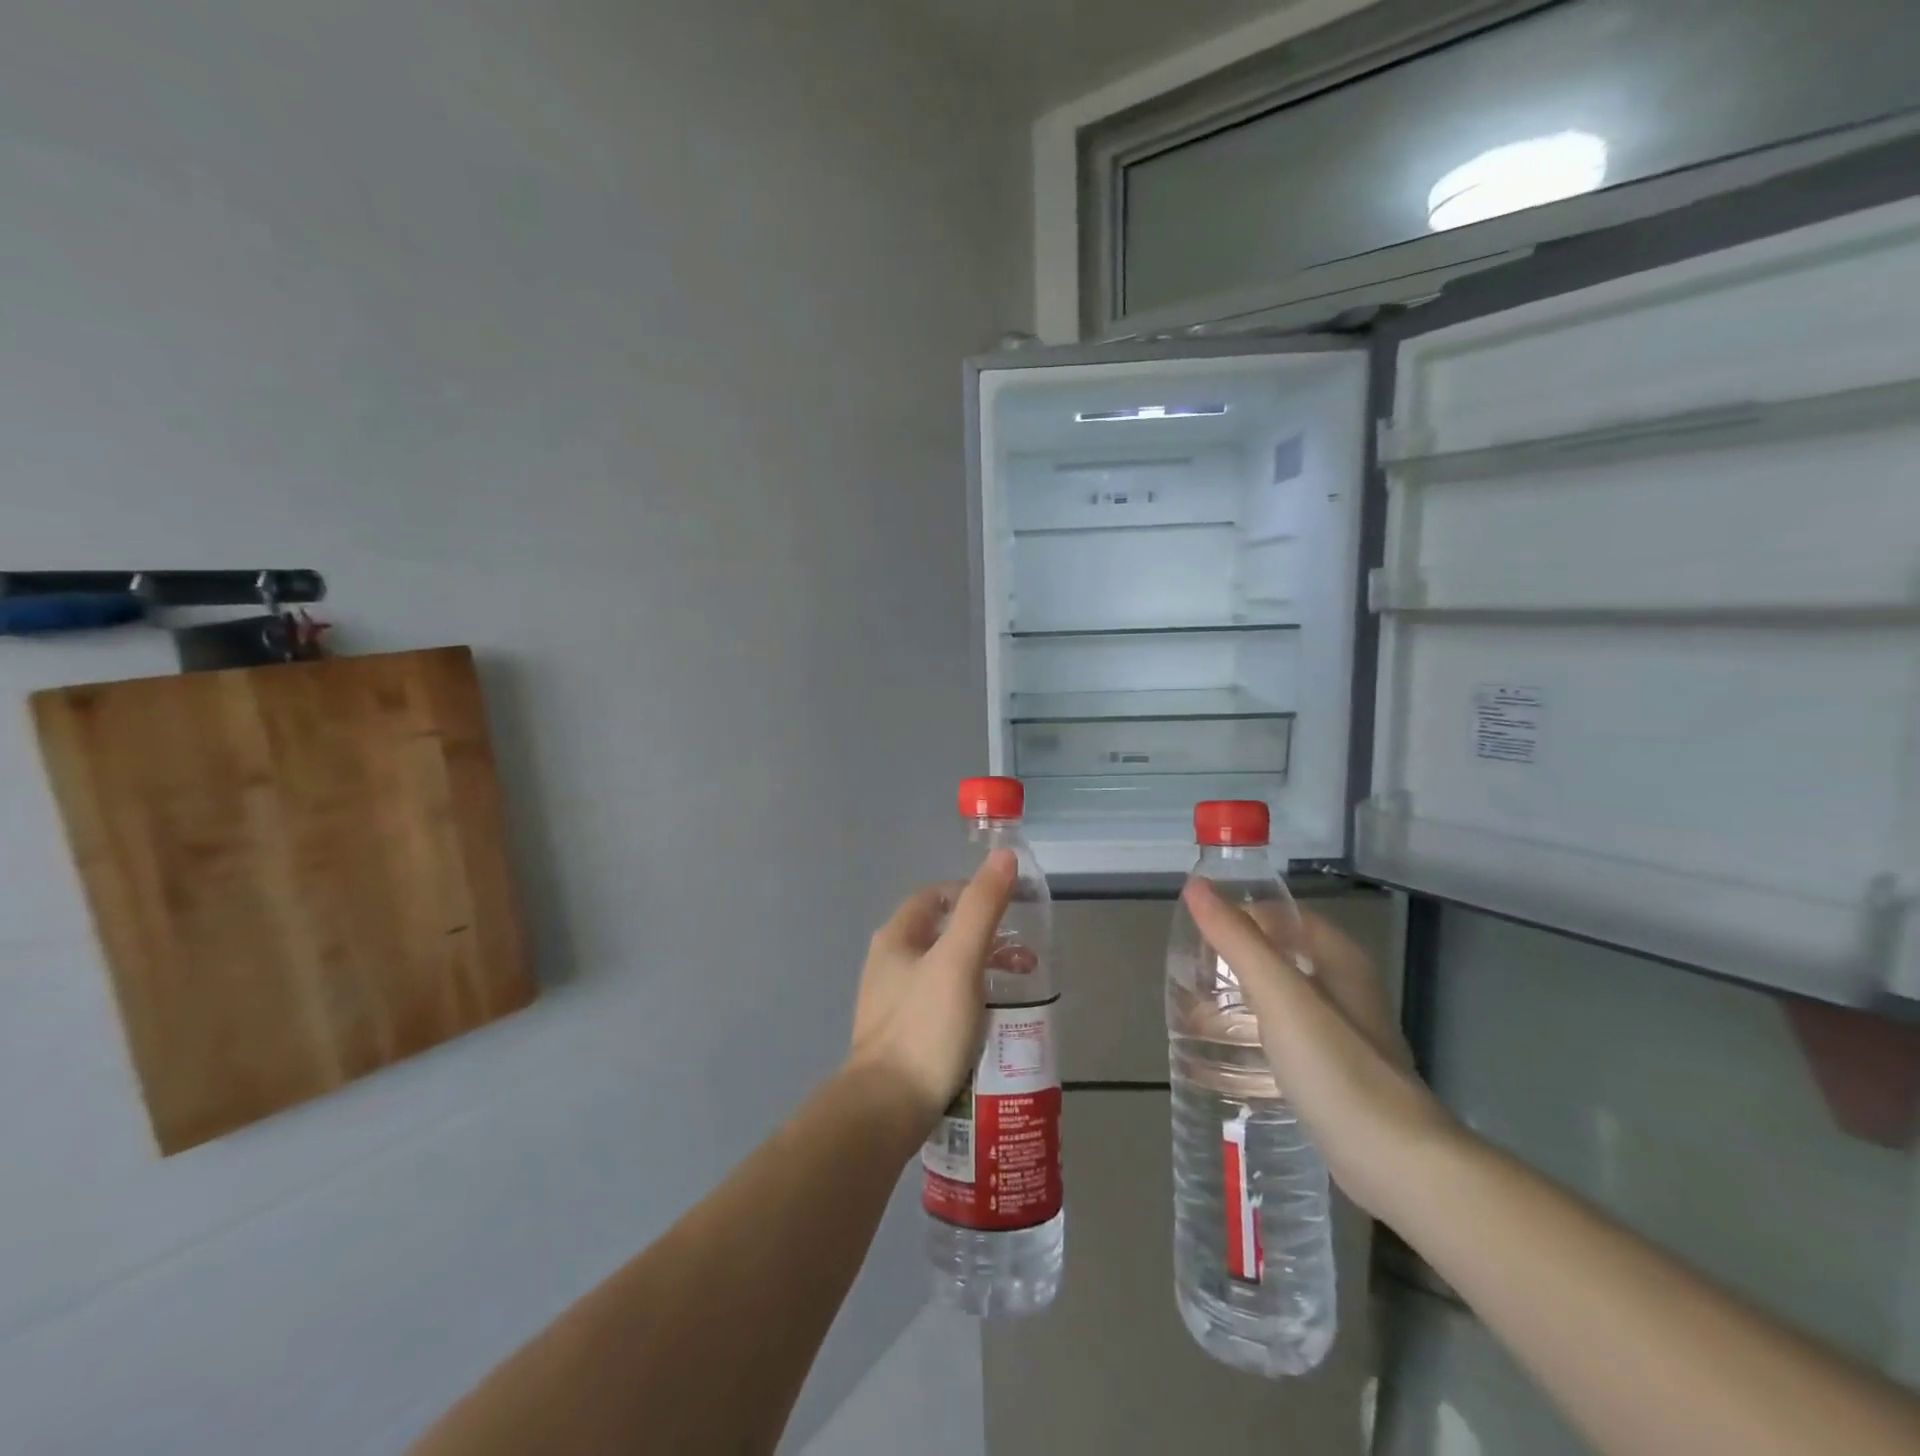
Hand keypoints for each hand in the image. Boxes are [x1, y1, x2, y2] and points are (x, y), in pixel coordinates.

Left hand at [848, 851, 1016, 1136]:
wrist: (885, 1109)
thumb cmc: (925, 1027)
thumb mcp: (959, 961)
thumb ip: (982, 908)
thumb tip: (1003, 856)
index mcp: (896, 938)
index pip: (934, 896)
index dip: (971, 894)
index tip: (1010, 910)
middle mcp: (888, 964)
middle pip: (940, 933)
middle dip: (984, 938)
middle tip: (1024, 957)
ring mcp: (891, 1002)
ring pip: (942, 971)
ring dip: (980, 971)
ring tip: (1016, 992)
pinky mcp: (901, 1036)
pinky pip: (940, 1004)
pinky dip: (968, 1001)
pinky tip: (989, 1024)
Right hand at [1182, 880, 1458, 1220]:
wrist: (1397, 1165)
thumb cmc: (1337, 1068)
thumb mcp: (1280, 996)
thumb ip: (1238, 940)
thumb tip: (1196, 886)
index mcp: (1338, 958)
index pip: (1279, 914)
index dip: (1236, 917)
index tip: (1194, 939)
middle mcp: (1345, 987)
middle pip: (1278, 954)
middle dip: (1232, 960)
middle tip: (1189, 978)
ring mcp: (1343, 1032)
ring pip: (1280, 997)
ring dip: (1240, 999)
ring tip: (1196, 1015)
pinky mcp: (1336, 1072)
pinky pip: (1285, 1037)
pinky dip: (1254, 1034)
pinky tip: (1229, 1055)